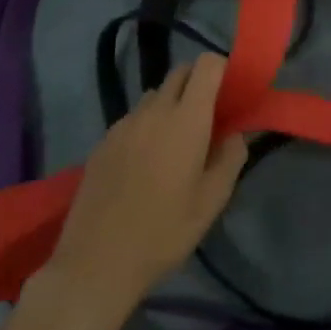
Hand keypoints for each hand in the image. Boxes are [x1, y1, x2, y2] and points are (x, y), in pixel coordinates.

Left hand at [36, 54, 246, 316]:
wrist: (95, 264)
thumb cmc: (163, 233)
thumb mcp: (212, 201)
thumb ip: (231, 158)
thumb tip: (235, 134)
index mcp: (186, 119)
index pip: (207, 65)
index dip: (223, 70)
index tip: (232, 94)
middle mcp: (154, 111)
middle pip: (180, 72)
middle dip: (199, 83)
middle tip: (209, 118)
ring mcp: (123, 125)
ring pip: (155, 95)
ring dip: (171, 105)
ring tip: (176, 143)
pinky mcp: (102, 142)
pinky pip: (133, 118)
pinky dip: (147, 125)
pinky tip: (146, 163)